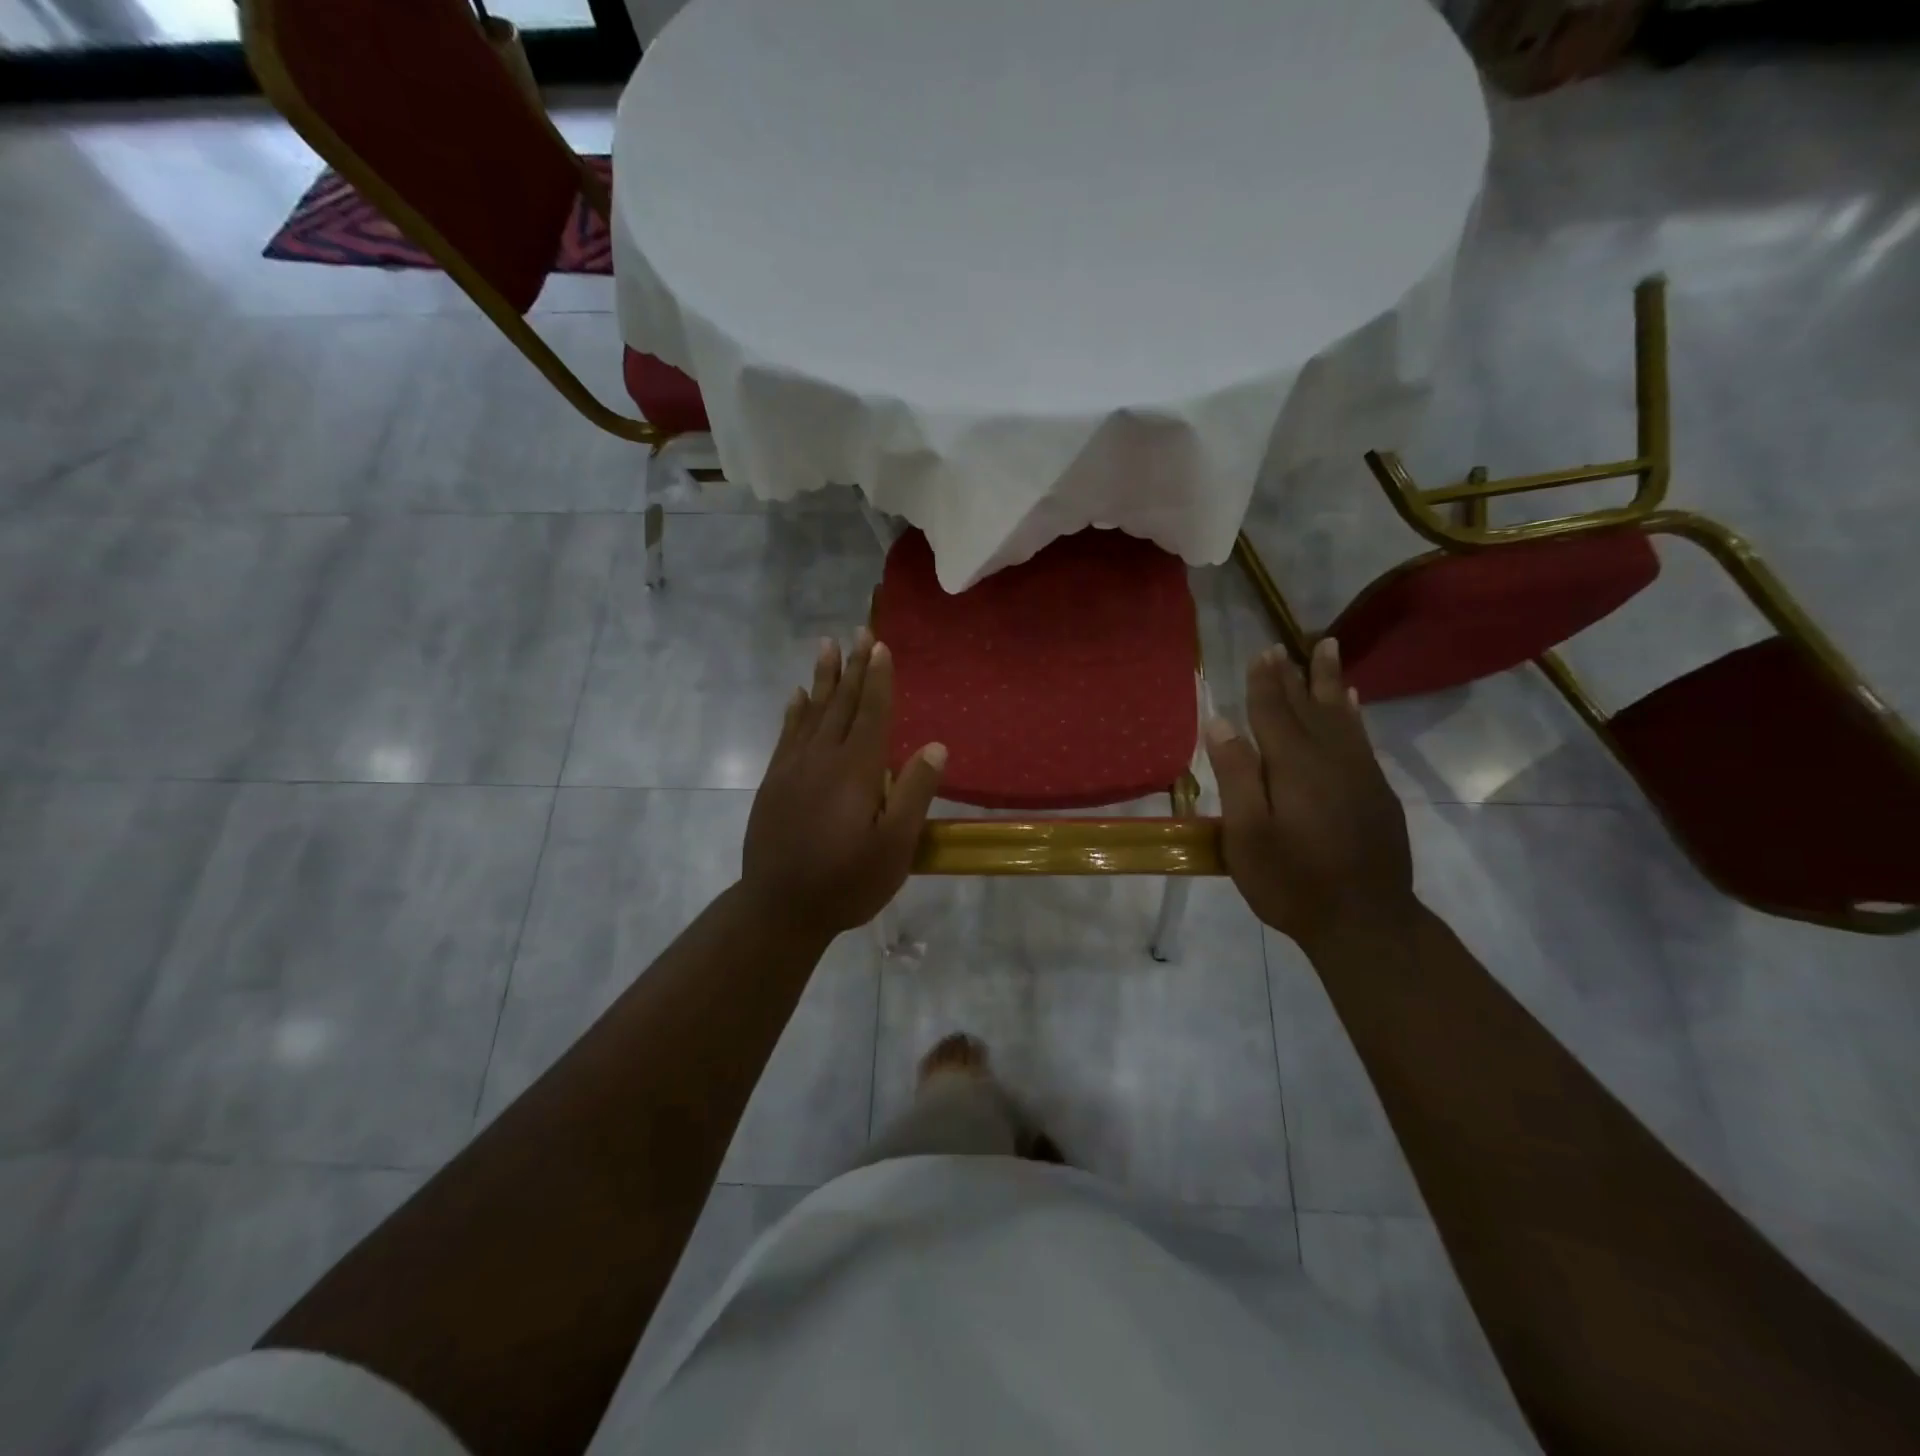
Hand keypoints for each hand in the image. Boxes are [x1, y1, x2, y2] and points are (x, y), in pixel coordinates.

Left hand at [742, 630, 945, 940]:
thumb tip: (934, 746)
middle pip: (841, 703)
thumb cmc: (847, 881)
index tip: (880, 646)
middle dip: (853, 666)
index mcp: (856, 770)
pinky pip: (786, 734)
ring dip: (822, 678)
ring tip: (827, 646)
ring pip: (811, 712)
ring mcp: (793, 769)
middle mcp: (822, 758)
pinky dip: (794, 711)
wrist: (779, 909)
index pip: (871, 713)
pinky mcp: (774, 783)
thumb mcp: (895, 847)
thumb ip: (914, 793)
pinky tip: (797, 696)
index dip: (878, 679)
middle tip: (859, 631)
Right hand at [1204, 638, 1415, 949]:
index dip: (1264, 682)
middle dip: (1294, 674)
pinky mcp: (1376, 792)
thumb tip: (1221, 723)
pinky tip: (1352, 704)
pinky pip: (1361, 737)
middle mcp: (1330, 758)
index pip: (1274, 712)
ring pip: (1341, 715)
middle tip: (1285, 645)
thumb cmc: (1293, 881)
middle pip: (1309, 706)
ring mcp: (1359, 774)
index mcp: (1294, 766)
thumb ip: (1237, 776)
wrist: (1366, 922)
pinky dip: (1353, 714)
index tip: (1261, 652)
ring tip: (1328, 650)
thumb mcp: (1248, 835)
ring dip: (1330, 682)